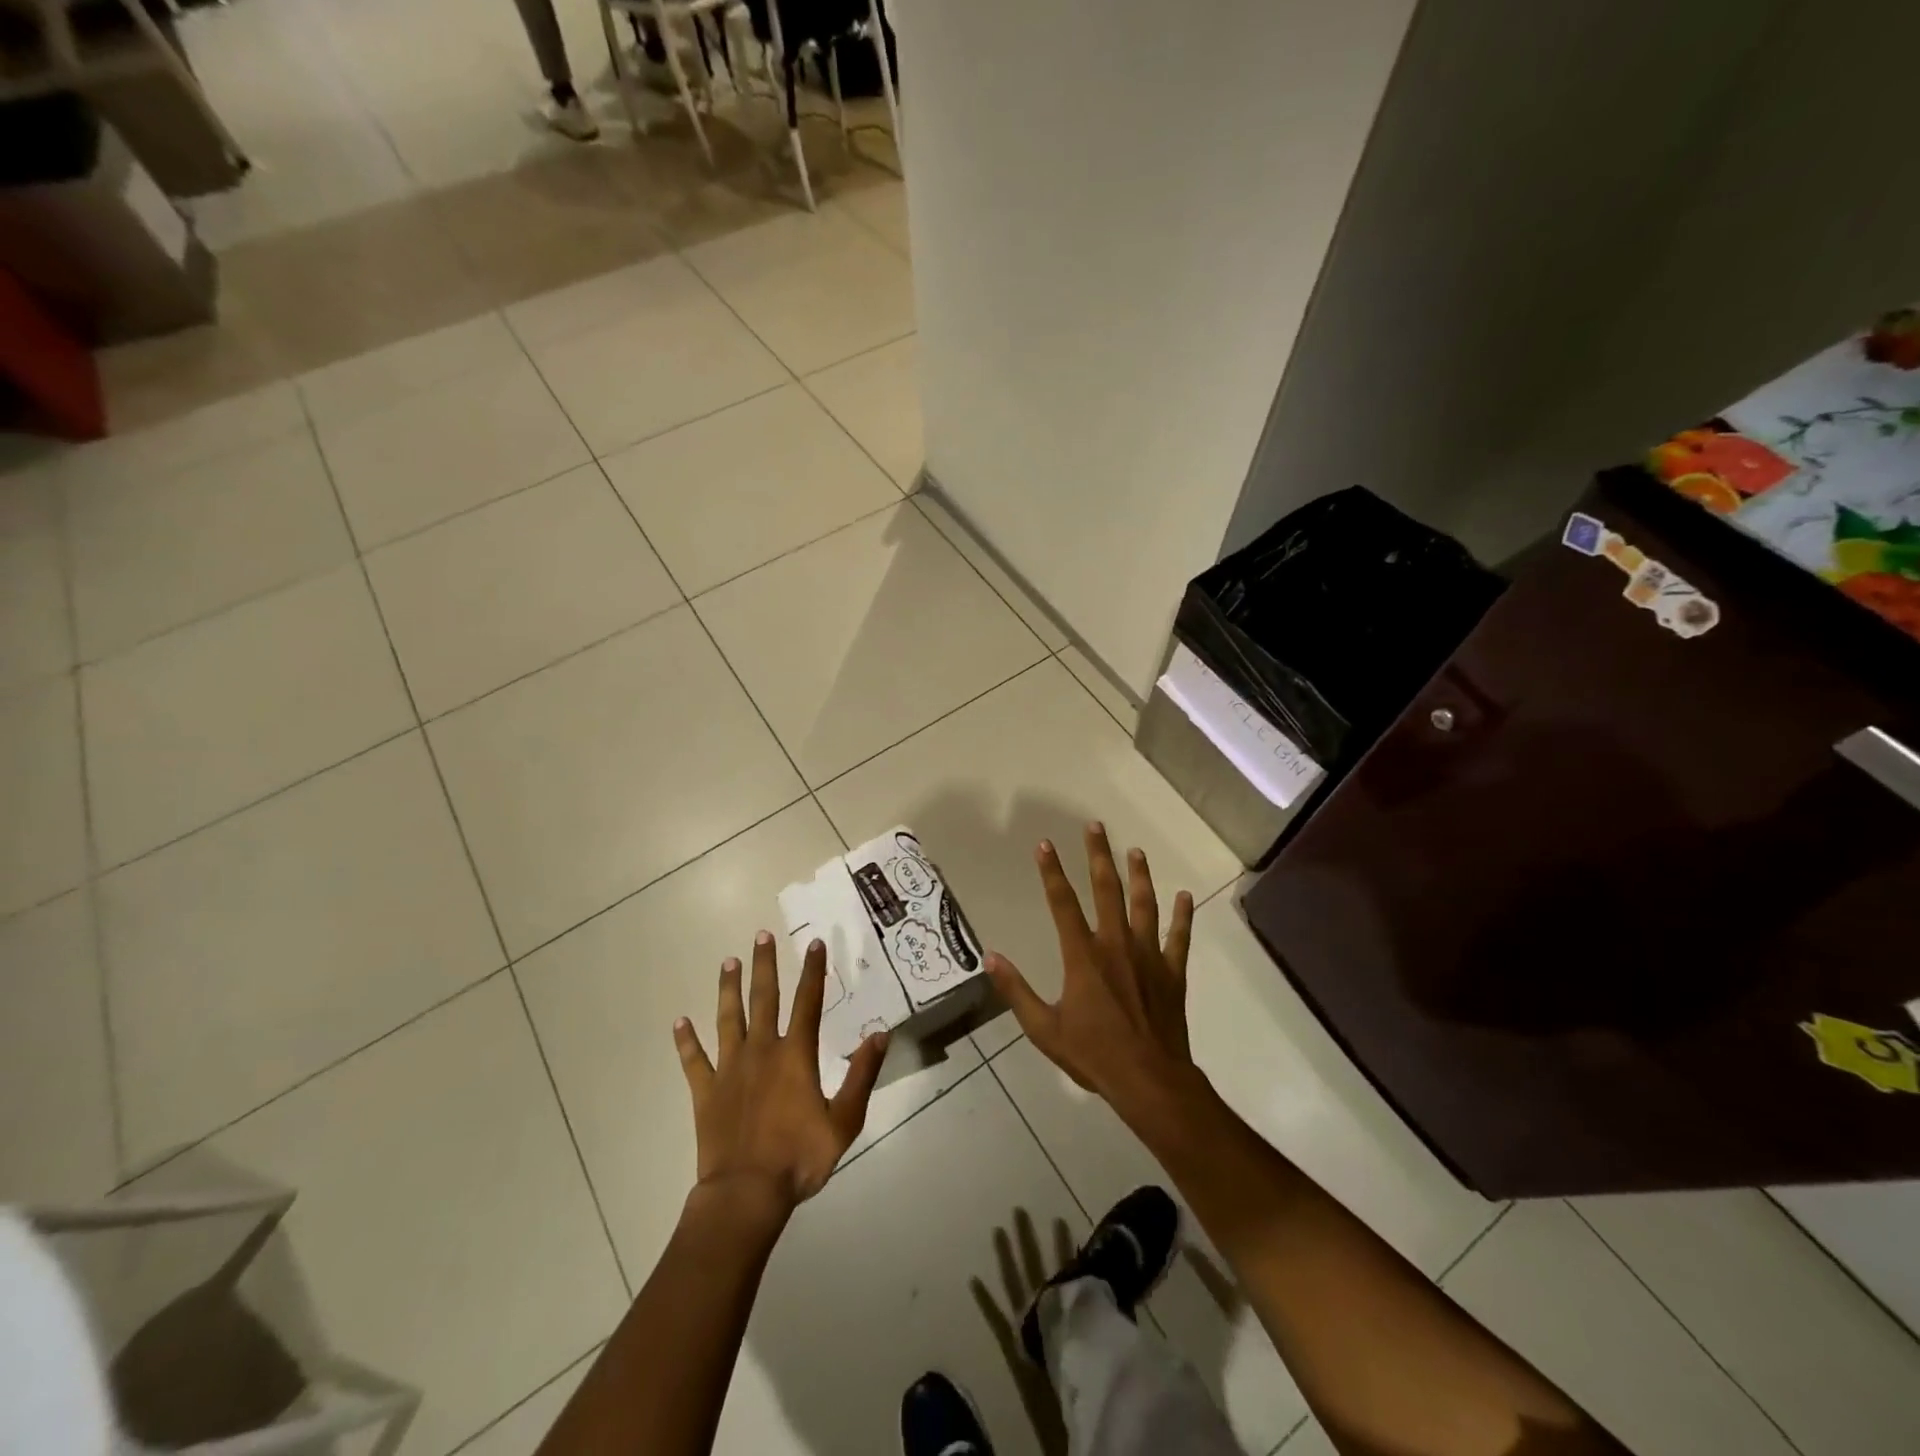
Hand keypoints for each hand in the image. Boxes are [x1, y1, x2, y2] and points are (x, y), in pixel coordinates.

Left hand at [674, 932, 888, 1215]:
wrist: (745, 1194)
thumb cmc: (799, 1158)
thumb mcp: (844, 1120)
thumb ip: (862, 1075)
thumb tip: (880, 1034)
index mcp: (796, 1056)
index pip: (808, 1002)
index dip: (813, 971)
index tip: (814, 943)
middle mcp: (762, 1051)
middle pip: (764, 999)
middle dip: (765, 965)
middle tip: (761, 935)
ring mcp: (730, 1069)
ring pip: (728, 1018)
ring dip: (728, 989)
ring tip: (728, 962)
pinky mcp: (706, 1091)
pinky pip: (693, 1060)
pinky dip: (686, 1041)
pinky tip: (679, 1021)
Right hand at [985, 823, 1202, 1128]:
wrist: (1149, 1080)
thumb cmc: (1093, 1055)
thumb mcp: (1043, 1028)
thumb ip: (1016, 990)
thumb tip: (990, 957)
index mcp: (1083, 956)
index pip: (1062, 902)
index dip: (1051, 871)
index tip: (1045, 844)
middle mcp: (1115, 944)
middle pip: (1106, 890)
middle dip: (1098, 856)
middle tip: (1095, 827)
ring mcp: (1148, 955)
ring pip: (1144, 904)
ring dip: (1139, 875)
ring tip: (1135, 851)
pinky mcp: (1172, 972)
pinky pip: (1179, 937)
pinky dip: (1183, 916)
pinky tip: (1186, 896)